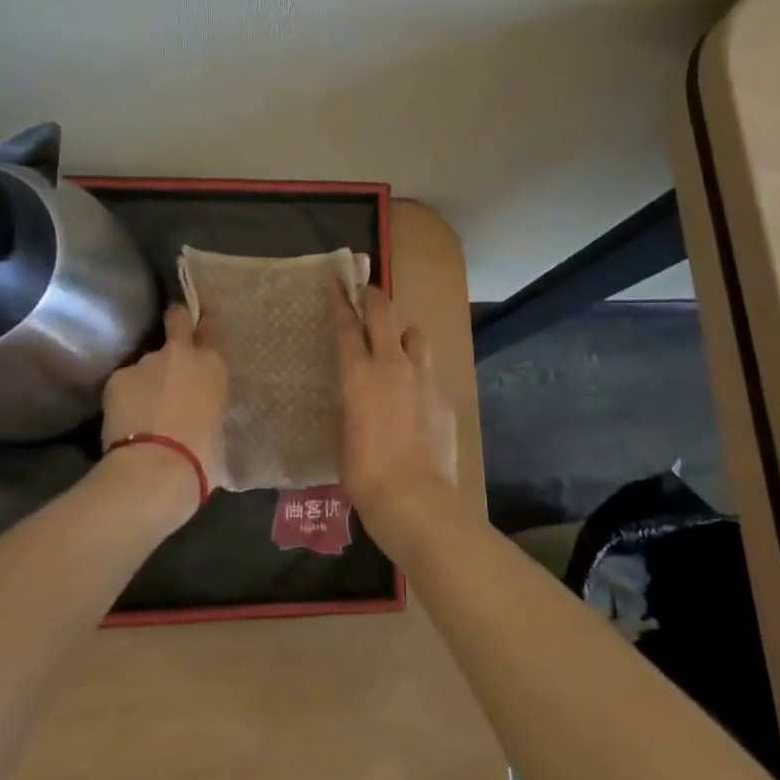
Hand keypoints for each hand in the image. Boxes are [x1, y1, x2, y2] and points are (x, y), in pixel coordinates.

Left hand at [101, 304, 227, 517]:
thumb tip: (200, 410)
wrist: (155, 469)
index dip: (205, 323)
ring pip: (147, 362)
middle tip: (173, 333)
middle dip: (175, 320)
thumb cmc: (202, 455)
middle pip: (177, 318)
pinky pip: (125, 383)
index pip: (211, 326)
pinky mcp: (117, 378)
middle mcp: (180, 353)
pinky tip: (125, 419)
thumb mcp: (217, 425)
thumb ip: (208, 405)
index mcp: (212, 364)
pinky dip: (126, 396)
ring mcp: (145, 362)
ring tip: (144, 407)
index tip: (201, 325)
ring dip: (147, 377)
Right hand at [332, 282, 456, 531]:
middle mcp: (392, 364)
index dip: (339, 299)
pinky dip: (418, 377)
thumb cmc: (365, 472)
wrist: (415, 500)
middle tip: (366, 294)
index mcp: (359, 374)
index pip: (346, 325)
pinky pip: (429, 373)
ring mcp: (423, 378)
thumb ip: (350, 402)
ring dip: (402, 334)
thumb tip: (357, 393)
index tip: (336, 279)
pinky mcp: (443, 397)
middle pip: (384, 312)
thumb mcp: (342, 433)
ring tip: (396, 349)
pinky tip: (415, 402)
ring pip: (415, 334)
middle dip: (373, 297)